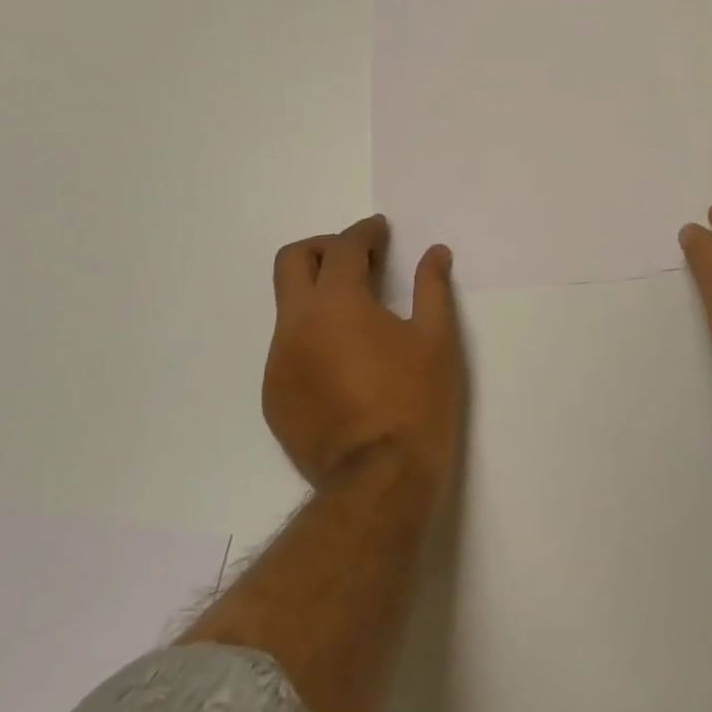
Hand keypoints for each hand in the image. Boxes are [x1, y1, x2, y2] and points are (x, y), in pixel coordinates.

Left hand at [265, 215, 464, 493]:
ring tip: (359, 315)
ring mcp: (279, 362)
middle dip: (325, 248)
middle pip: (293, 261)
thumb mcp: (436, 338)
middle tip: (360, 259)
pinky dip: (313, 336)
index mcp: (336, 303)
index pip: (343, 247)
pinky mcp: (274, 395)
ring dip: (319, 295)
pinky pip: (289, 347)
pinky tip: (345, 360)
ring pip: (289, 307)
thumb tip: (435, 253)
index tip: (381, 231)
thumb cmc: (415, 401)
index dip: (365, 232)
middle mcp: (296, 324)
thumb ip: (432, 287)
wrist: (378, 480)